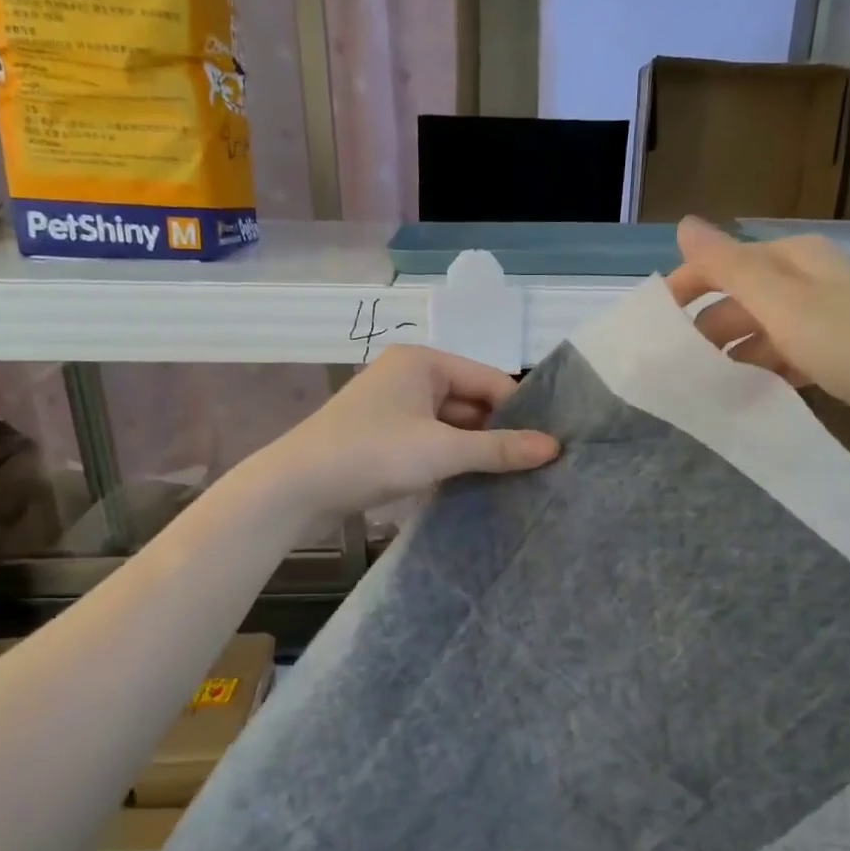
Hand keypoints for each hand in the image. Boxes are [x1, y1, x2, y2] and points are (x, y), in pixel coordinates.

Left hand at [256, 346, 559, 517]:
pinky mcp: (383, 438)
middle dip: (498, 433)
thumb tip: (554, 447)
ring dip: (475, 450)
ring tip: (513, 479)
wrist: (296, 488)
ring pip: (451, 426)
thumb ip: (498, 449)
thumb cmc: (371, 454)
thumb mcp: (442, 451)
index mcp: (423, 362)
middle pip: (471, 402)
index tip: (548, 447)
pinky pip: (431, 443)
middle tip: (537, 467)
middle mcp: (409, 376)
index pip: (490, 380)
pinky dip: (451, 460)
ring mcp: (394, 409)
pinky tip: (474, 483)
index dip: (520, 413)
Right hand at [666, 217, 849, 451]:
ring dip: (735, 355)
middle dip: (707, 331)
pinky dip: (767, 371)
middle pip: (740, 299)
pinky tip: (753, 395)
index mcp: (794, 260)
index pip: (721, 264)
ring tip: (707, 391)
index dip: (684, 291)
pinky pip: (788, 355)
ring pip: (763, 331)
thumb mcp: (787, 305)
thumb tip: (683, 223)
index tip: (653, 333)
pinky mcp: (843, 351)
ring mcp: (828, 316)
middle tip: (677, 374)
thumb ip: (732, 267)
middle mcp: (809, 280)